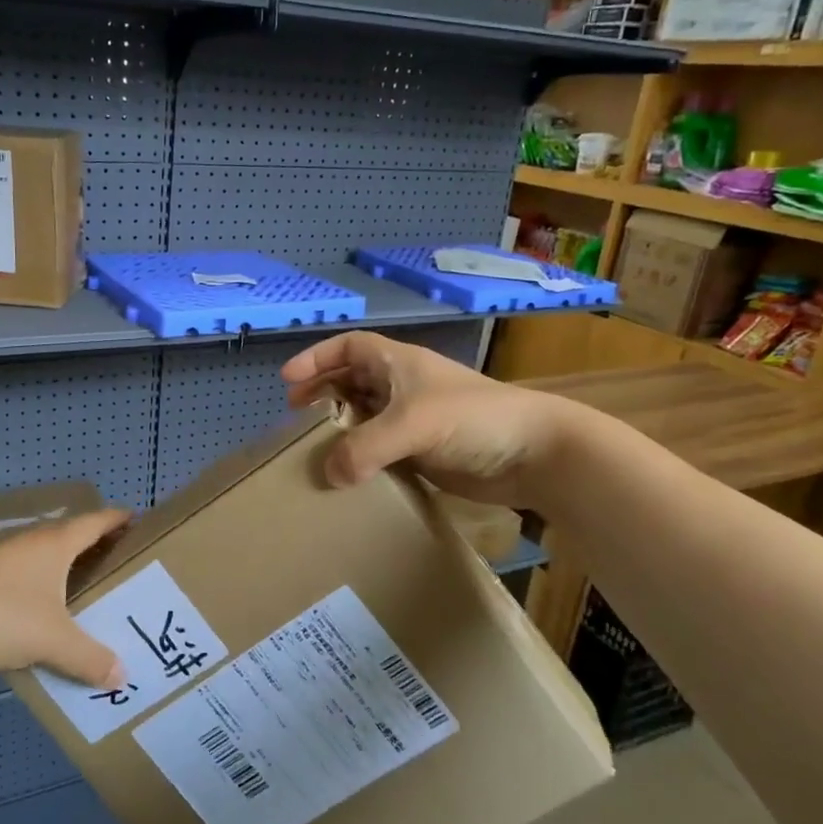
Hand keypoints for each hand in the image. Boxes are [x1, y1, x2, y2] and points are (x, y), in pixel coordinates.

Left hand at [0, 508, 130, 688]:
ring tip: (95, 594)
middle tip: (127, 567)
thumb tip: (121, 677)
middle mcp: (33, 544)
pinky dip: (47, 590)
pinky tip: (50, 616)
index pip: (97, 521)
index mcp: (56, 544)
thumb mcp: (53, 640)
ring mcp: (5, 562)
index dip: (120, 520)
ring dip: (71, 570)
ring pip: (49, 559)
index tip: (142, 524)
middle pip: (74, 537)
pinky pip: (30, 579)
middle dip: (100, 548)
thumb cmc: (0, 616)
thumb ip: (89, 658)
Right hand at [281, 332, 563, 505]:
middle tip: (294, 416)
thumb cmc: (474, 419)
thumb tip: (327, 473)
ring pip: (365, 417)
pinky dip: (360, 458)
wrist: (535, 454)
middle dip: (322, 393)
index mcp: (400, 364)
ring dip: (339, 428)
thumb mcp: (413, 424)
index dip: (317, 358)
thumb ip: (365, 447)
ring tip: (313, 448)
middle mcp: (403, 388)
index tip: (288, 380)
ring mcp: (414, 422)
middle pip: (352, 381)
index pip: (349, 347)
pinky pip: (380, 451)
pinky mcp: (424, 453)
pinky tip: (346, 476)